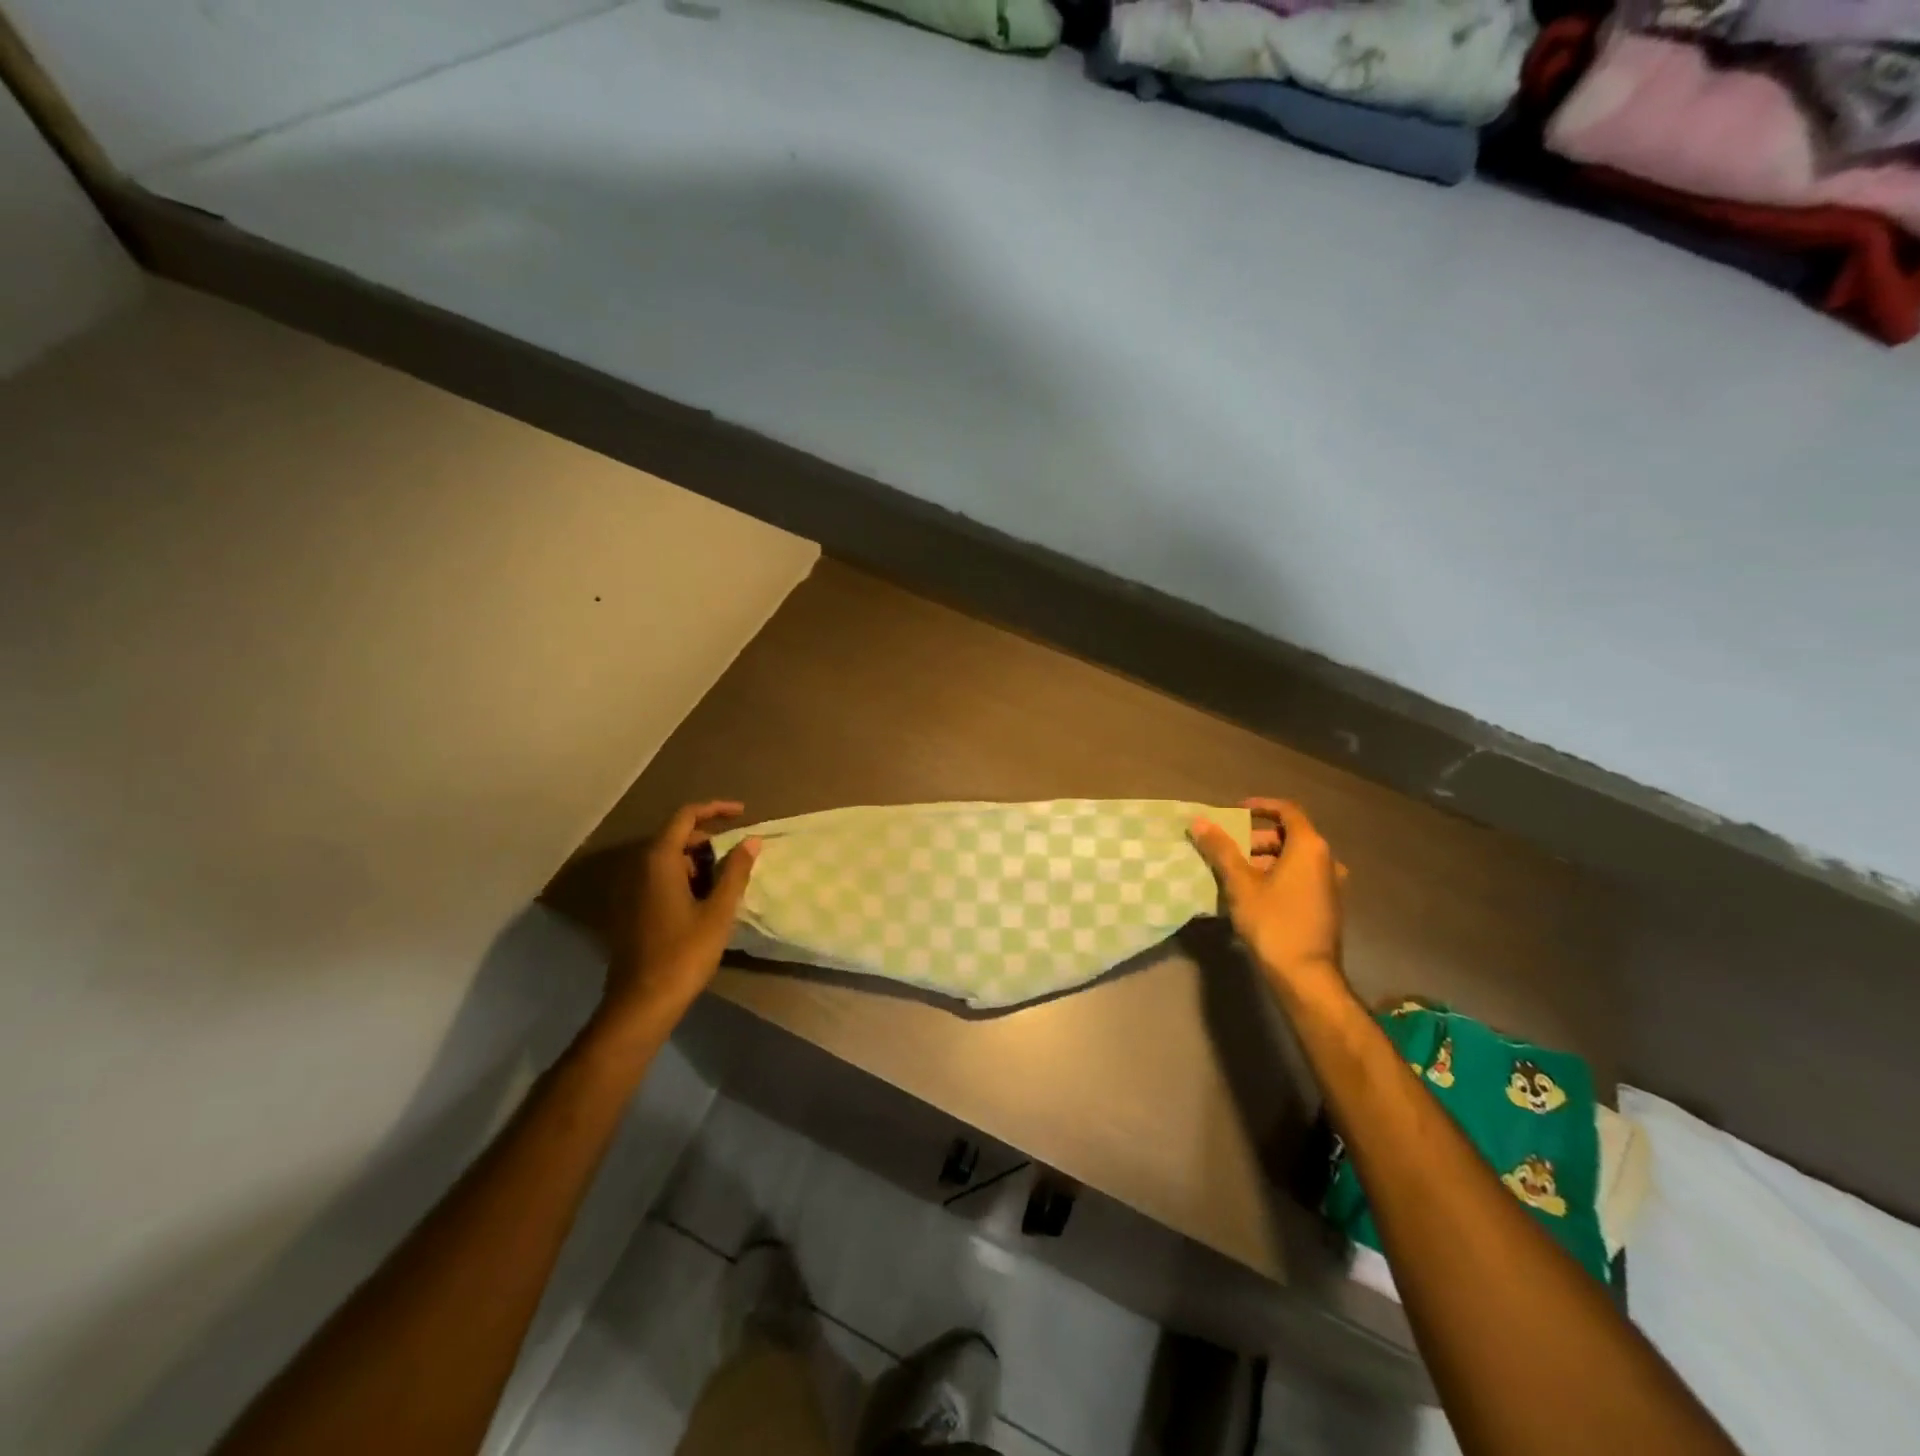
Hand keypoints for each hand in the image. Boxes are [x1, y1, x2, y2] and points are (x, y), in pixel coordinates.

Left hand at [601, 800, 758, 1028]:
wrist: (642, 1003)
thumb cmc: (684, 954)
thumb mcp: (718, 911)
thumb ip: (735, 871)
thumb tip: (751, 840)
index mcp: (659, 861)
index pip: (686, 816)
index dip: (715, 809)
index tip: (743, 813)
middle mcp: (639, 867)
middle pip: (676, 836)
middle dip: (710, 839)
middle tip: (739, 855)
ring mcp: (631, 889)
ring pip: (669, 859)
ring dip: (699, 861)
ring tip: (727, 881)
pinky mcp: (632, 909)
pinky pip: (660, 878)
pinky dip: (685, 878)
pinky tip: (705, 901)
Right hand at [1190, 798, 1348, 997]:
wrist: (1306, 976)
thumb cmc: (1273, 922)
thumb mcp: (1240, 884)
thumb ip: (1220, 849)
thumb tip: (1199, 821)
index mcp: (1310, 847)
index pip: (1287, 810)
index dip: (1260, 806)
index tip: (1235, 812)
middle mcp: (1327, 860)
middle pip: (1289, 836)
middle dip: (1256, 838)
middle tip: (1228, 849)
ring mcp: (1331, 885)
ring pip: (1294, 859)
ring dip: (1264, 859)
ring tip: (1234, 874)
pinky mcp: (1327, 906)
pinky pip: (1300, 878)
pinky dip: (1277, 876)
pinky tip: (1252, 895)